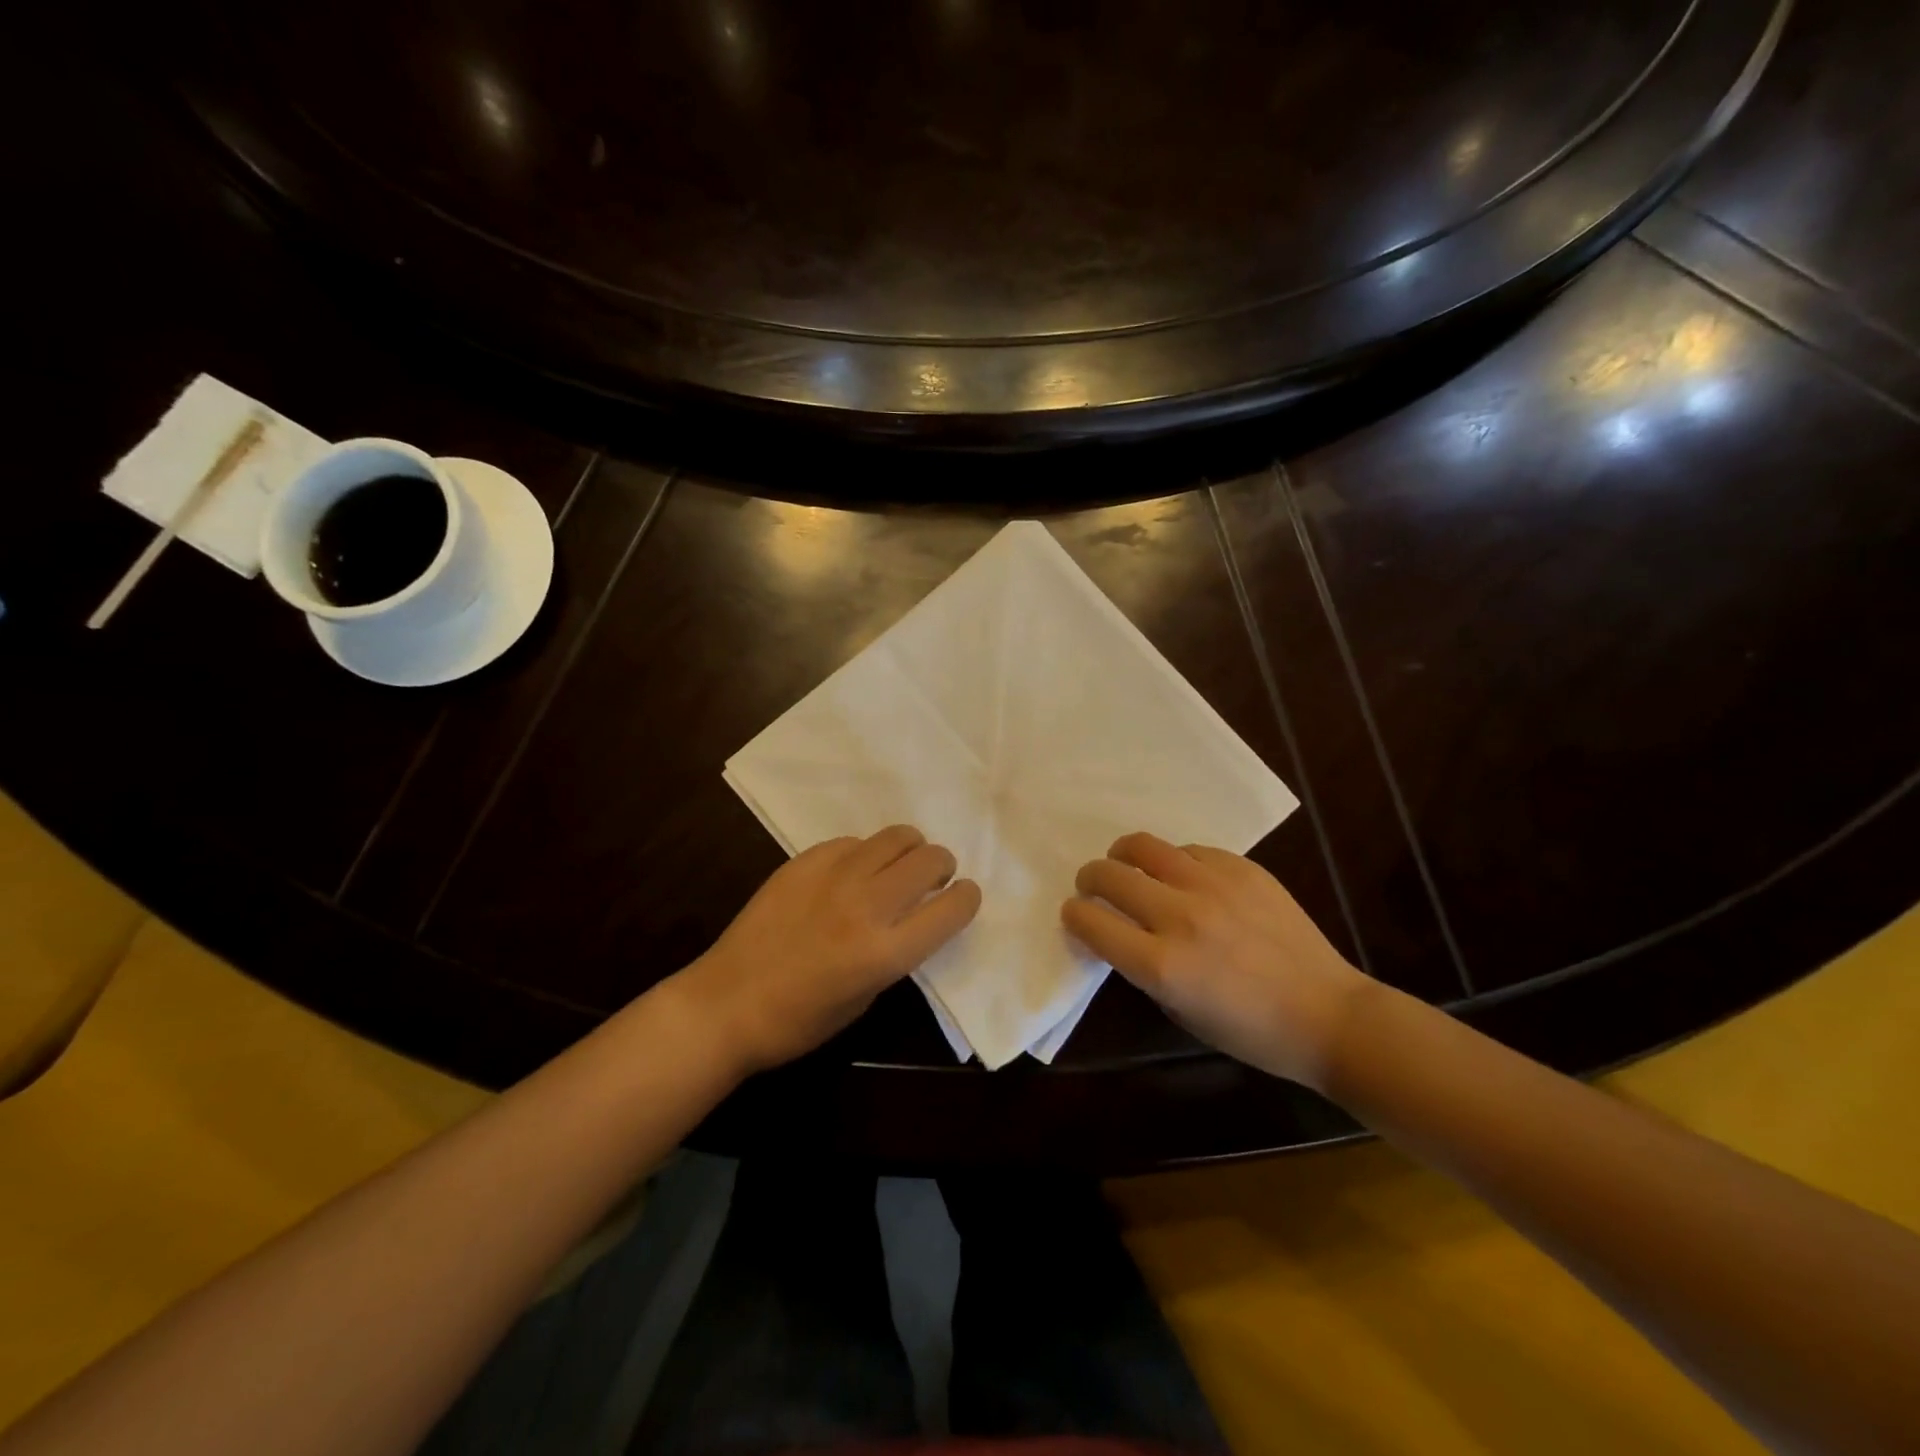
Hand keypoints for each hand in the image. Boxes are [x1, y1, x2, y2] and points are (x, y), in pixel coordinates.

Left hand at [678, 825, 980, 1075]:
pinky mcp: (804, 862)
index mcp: (885, 952)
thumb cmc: (799, 1020)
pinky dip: (865, 854)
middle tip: (933, 879)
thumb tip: (913, 917)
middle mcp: (866, 906)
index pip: (952, 908)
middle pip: (930, 860)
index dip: (967, 898)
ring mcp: (833, 877)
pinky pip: (853, 842)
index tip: (962, 897)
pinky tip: (850, 873)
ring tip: (898, 866)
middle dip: (942, 867)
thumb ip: (896, 953)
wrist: (727, 1003)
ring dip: (909, 849)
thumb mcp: (866, 998)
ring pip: (896, 837)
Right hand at [1062, 832, 1368, 1088]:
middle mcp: (1181, 917)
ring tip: (1127, 865)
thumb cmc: (1250, 1031)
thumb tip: (1119, 932)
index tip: (1075, 914)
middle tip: (1093, 886)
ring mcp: (1213, 886)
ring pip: (1143, 846)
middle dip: (1089, 879)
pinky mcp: (1242, 869)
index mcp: (1162, 965)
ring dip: (1123, 856)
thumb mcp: (1179, 1010)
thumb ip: (1142, 967)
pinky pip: (1189, 850)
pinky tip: (1183, 877)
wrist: (1327, 1014)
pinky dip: (1174, 861)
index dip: (1073, 915)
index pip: (1091, 922)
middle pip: (1109, 875)